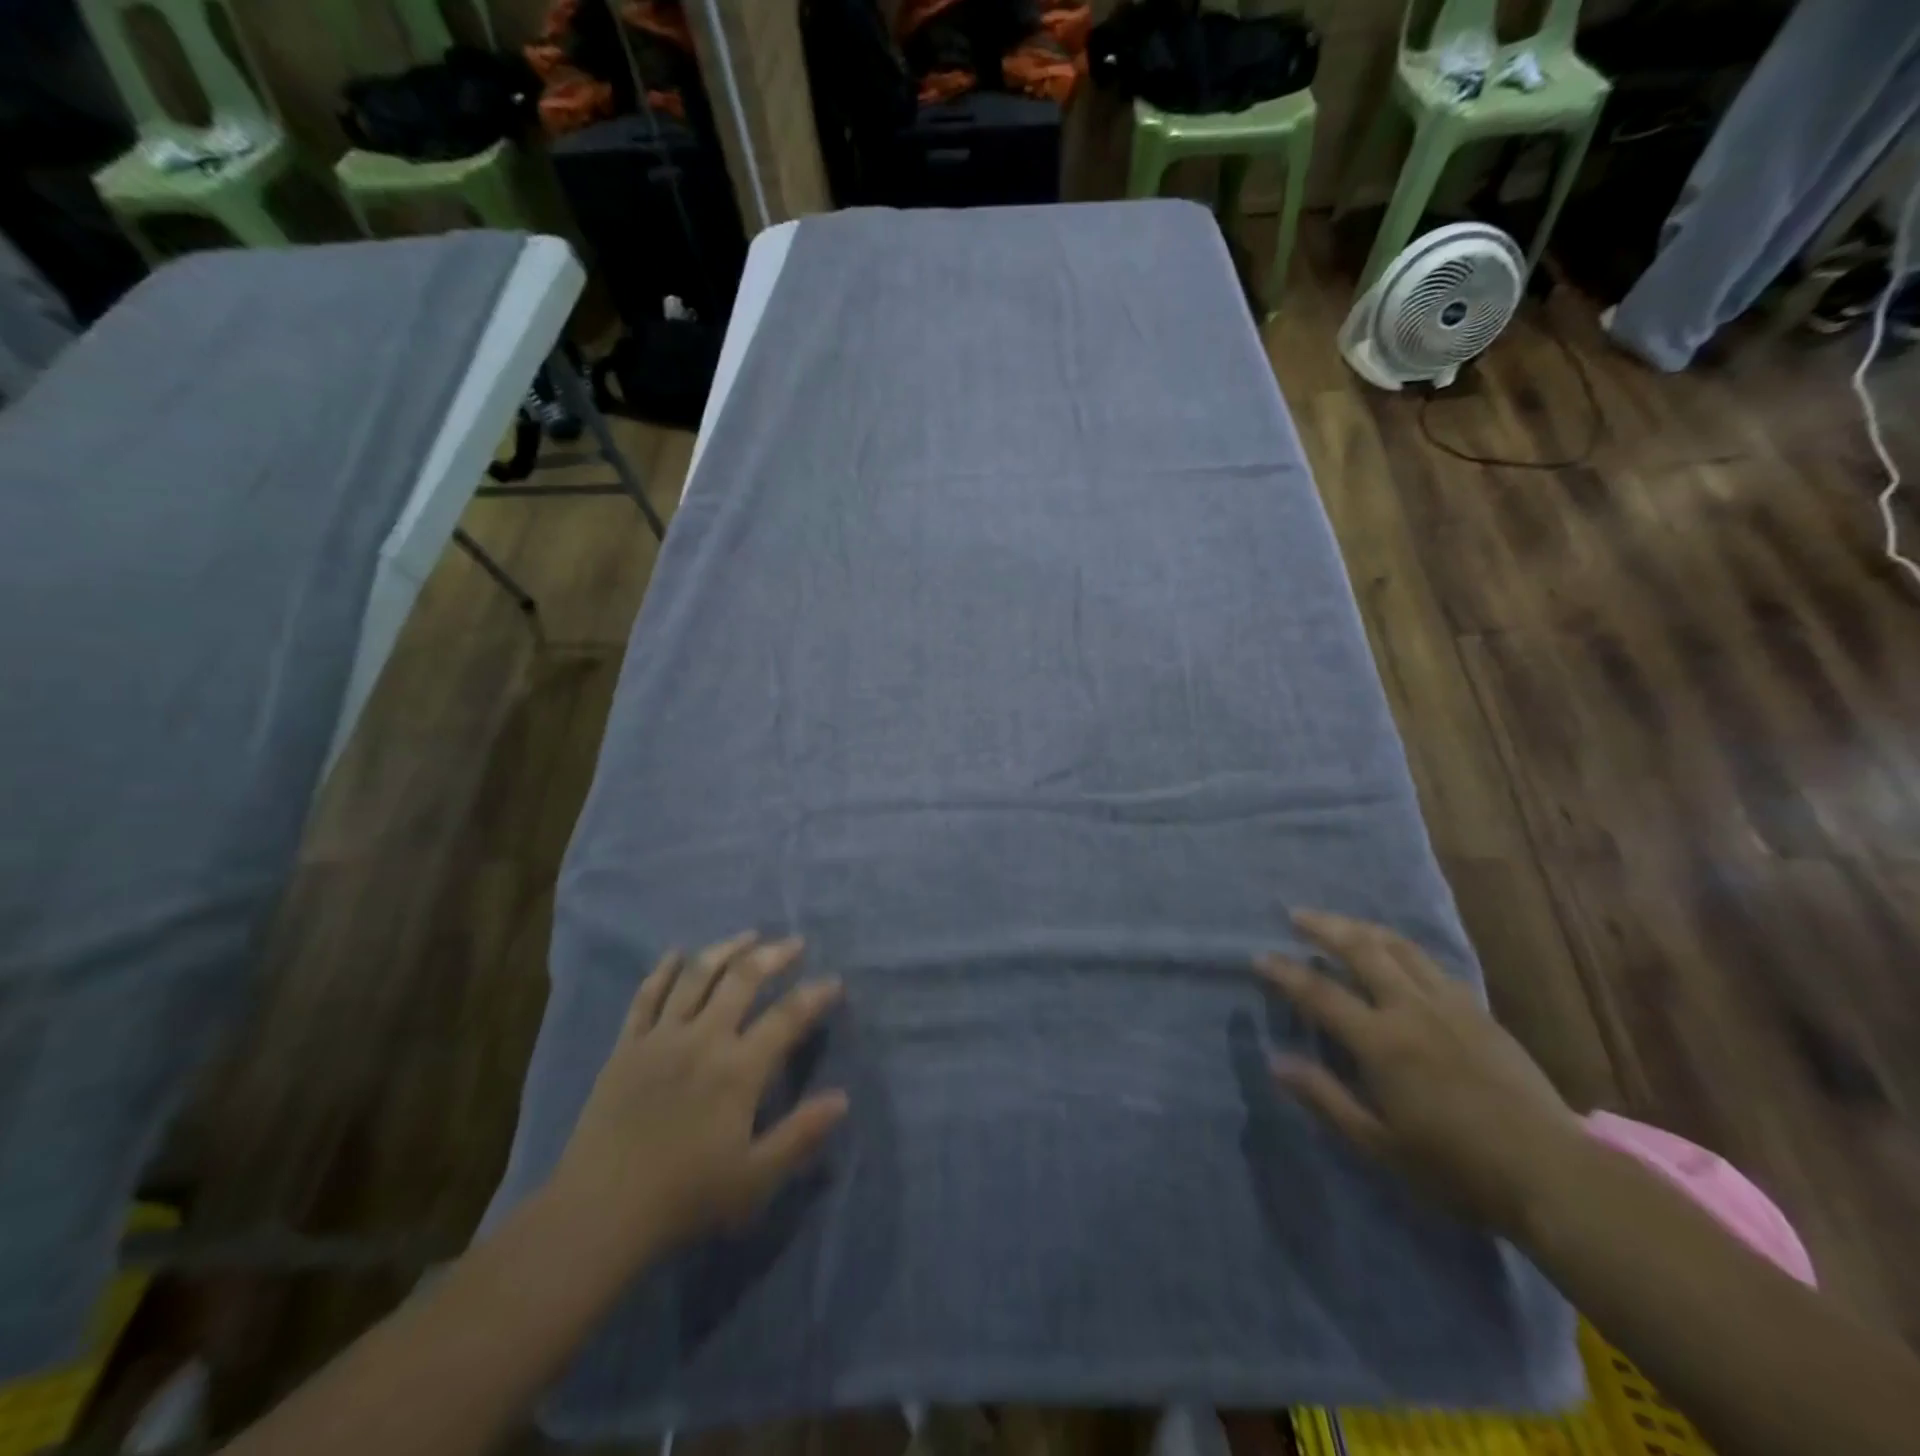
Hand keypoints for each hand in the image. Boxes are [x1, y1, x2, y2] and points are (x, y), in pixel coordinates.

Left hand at [547, 934, 847, 1268]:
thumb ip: (801, 1134)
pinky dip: (663, 970)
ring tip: (748, 936)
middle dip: (773, 955)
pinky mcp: (627, 1046)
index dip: (815, 994)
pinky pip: (646, 996)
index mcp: (738, 1069)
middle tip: (794, 943)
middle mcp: (703, 1039)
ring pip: (696, 975)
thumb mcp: (755, 1177)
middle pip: (743, 978)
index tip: (833, 980)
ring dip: (725, 949)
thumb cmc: (685, 1198)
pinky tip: (676, 954)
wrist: (599, 1213)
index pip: (787, 1017)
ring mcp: (661, 1037)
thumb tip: (842, 1097)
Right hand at [1255, 910, 1585, 1234]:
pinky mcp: (1479, 1012)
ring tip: (1340, 923)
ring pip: (1399, 947)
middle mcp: (1411, 1009)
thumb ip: (1325, 1097)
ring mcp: (1450, 1005)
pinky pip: (1431, 964)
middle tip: (1295, 914)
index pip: (1320, 992)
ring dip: (1362, 928)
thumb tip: (1276, 1061)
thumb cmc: (1457, 1167)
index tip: (1259, 956)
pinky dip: (1401, 949)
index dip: (1285, 972)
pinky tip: (1395, 955)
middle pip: (1361, 949)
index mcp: (1382, 1041)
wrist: (1553, 1174)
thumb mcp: (1379, 1144)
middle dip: (1324, 926)